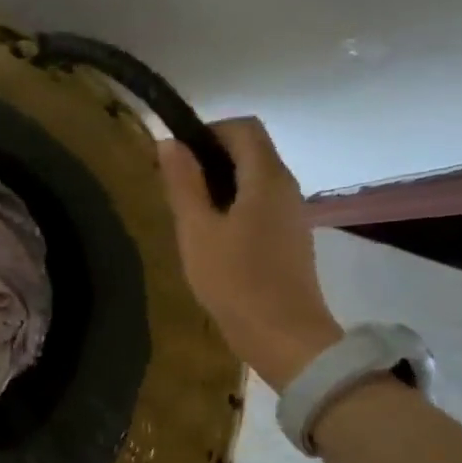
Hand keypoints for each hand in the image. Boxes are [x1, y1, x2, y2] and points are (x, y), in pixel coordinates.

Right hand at [157, 119, 342, 391]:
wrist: (282, 334)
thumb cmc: (234, 280)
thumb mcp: (197, 230)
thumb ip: (183, 184)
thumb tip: (170, 143)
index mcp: (266, 178)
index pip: (243, 128)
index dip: (208, 130)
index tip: (176, 155)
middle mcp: (286, 186)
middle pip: (251, 150)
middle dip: (211, 157)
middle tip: (174, 185)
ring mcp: (291, 213)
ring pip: (255, 178)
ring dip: (220, 183)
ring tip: (187, 212)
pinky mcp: (289, 236)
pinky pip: (260, 203)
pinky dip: (234, 204)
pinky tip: (211, 236)